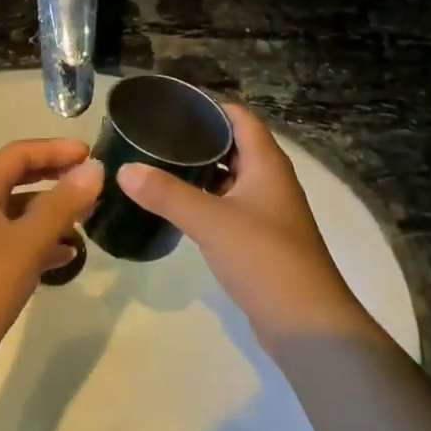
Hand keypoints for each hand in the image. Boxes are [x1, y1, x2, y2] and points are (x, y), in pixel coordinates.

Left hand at [0, 140, 103, 387]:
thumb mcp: (27, 242)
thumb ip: (62, 204)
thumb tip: (95, 169)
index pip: (19, 154)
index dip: (55, 149)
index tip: (91, 154)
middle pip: (18, 178)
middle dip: (55, 175)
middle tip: (92, 180)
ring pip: (20, 212)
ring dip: (52, 210)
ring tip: (87, 217)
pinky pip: (17, 242)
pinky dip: (42, 242)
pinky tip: (68, 255)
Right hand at [117, 105, 374, 343]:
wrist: (307, 325)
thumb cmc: (264, 258)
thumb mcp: (211, 221)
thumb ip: (166, 194)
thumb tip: (124, 169)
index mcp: (266, 163)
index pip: (239, 117)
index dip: (209, 106)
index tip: (171, 105)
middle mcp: (270, 180)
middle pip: (233, 145)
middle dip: (198, 138)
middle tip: (154, 134)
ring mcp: (267, 211)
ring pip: (229, 177)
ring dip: (199, 170)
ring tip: (157, 164)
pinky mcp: (259, 239)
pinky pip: (228, 205)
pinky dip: (205, 199)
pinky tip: (176, 204)